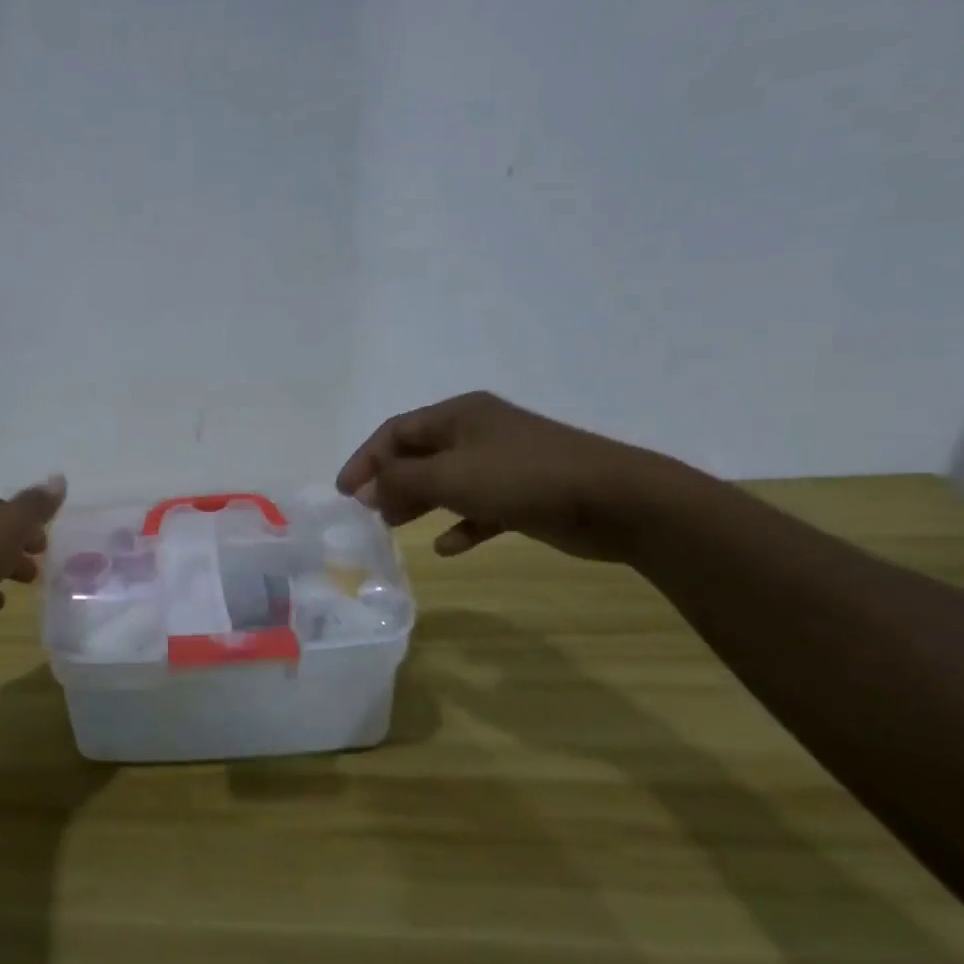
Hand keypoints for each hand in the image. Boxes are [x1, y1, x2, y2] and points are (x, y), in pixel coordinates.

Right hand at [336, 392, 680, 561]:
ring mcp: (504, 464)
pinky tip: (447, 548)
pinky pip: (479, 508)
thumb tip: (366, 490)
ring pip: (446, 481)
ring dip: (418, 502)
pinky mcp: (524, 495)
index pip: (396, 431)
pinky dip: (460, 525)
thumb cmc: (523, 477)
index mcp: (460, 415)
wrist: (618, 500)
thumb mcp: (450, 475)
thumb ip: (400, 479)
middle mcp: (479, 433)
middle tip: (368, 512)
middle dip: (390, 482)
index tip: (345, 492)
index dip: (366, 459)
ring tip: (394, 526)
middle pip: (419, 454)